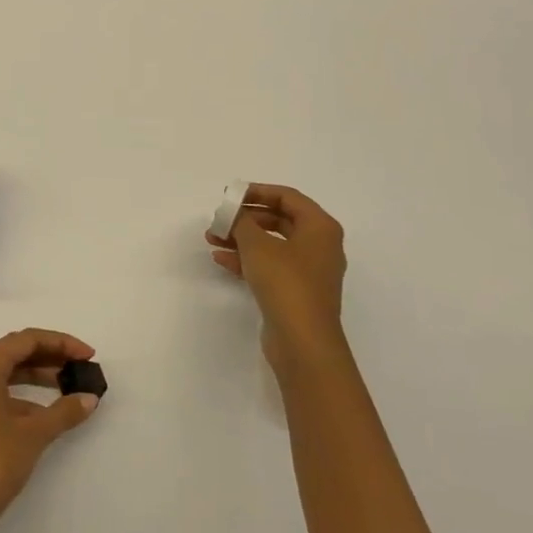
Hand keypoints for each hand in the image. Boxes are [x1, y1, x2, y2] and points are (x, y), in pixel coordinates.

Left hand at [0, 329, 101, 532]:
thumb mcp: (33, 434)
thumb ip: (64, 411)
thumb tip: (89, 398)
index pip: (25, 339)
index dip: (59, 342)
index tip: (87, 355)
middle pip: (14, 352)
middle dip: (50, 356)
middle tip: (80, 367)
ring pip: (6, 373)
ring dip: (37, 375)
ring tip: (68, 386)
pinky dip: (24, 395)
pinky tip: (46, 413)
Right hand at [206, 183, 347, 381]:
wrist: (302, 341)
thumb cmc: (285, 283)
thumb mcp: (257, 245)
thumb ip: (242, 222)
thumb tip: (234, 213)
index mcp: (320, 227)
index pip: (287, 197)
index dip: (256, 191)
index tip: (229, 195)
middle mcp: (319, 245)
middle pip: (278, 220)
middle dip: (245, 218)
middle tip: (220, 219)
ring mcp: (308, 270)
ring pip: (271, 244)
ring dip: (242, 238)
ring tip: (212, 238)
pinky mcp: (296, 291)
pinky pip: (270, 265)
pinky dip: (247, 259)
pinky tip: (221, 259)